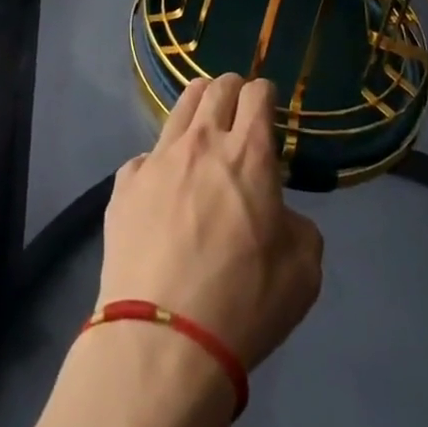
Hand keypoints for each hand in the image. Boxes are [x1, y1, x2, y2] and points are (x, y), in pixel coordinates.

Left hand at [97, 75, 323, 372]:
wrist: (163, 339)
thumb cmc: (244, 304)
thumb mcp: (303, 272)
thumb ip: (299, 226)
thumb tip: (279, 214)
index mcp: (249, 153)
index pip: (258, 93)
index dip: (267, 94)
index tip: (270, 107)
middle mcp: (202, 141)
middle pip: (217, 87)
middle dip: (233, 89)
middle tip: (239, 112)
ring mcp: (157, 158)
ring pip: (180, 107)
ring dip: (198, 107)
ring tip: (204, 128)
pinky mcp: (124, 183)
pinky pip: (147, 156)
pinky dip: (162, 162)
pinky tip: (164, 188)